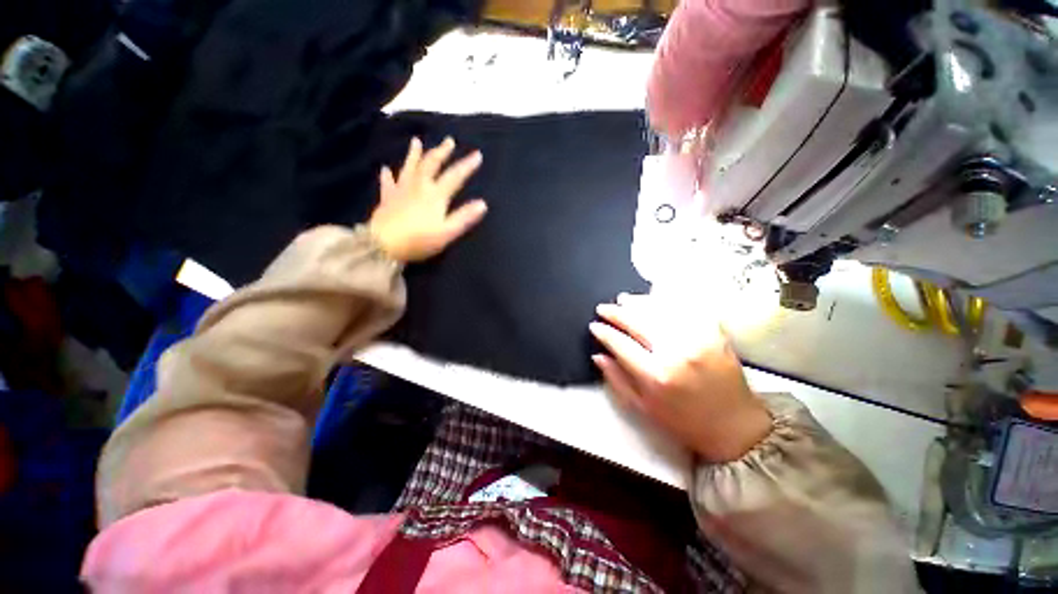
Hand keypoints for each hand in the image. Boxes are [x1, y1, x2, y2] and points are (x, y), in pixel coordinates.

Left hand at [368, 137, 487, 262]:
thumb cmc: (419, 240)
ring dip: (414, 154)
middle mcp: (419, 186)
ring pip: (409, 167)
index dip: (467, 165)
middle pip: (431, 164)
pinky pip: (388, 183)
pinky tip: (385, 169)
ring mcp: (401, 190)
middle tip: (449, 140)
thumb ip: (464, 217)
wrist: (384, 245)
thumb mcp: (447, 232)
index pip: (455, 176)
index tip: (477, 154)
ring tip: (416, 141)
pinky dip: (388, 175)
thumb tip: (483, 204)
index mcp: (436, 195)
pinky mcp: (387, 198)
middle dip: (441, 152)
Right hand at [589, 293, 771, 461]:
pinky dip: (666, 301)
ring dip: (638, 302)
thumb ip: (616, 379)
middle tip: (603, 307)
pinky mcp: (713, 333)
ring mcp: (697, 339)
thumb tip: (598, 355)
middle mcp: (675, 353)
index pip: (620, 344)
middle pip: (637, 322)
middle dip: (616, 312)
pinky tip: (654, 299)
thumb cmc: (683, 421)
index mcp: (655, 375)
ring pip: (659, 310)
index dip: (604, 332)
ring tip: (624, 299)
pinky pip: (685, 309)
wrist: (734, 426)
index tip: (594, 325)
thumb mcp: (642, 407)